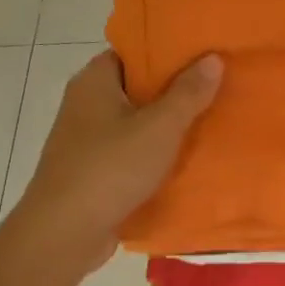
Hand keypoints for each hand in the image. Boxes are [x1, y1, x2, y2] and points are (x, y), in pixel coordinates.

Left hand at [14, 51, 222, 271]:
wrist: (65, 233)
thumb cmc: (110, 169)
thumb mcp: (159, 127)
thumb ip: (188, 93)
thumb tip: (212, 58)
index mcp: (95, 82)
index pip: (133, 52)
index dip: (167, 52)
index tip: (204, 55)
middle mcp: (86, 105)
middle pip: (137, 88)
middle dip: (175, 91)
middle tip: (218, 88)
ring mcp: (88, 141)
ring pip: (136, 123)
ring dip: (168, 126)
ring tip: (213, 121)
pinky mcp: (94, 172)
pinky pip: (132, 153)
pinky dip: (156, 155)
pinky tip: (189, 160)